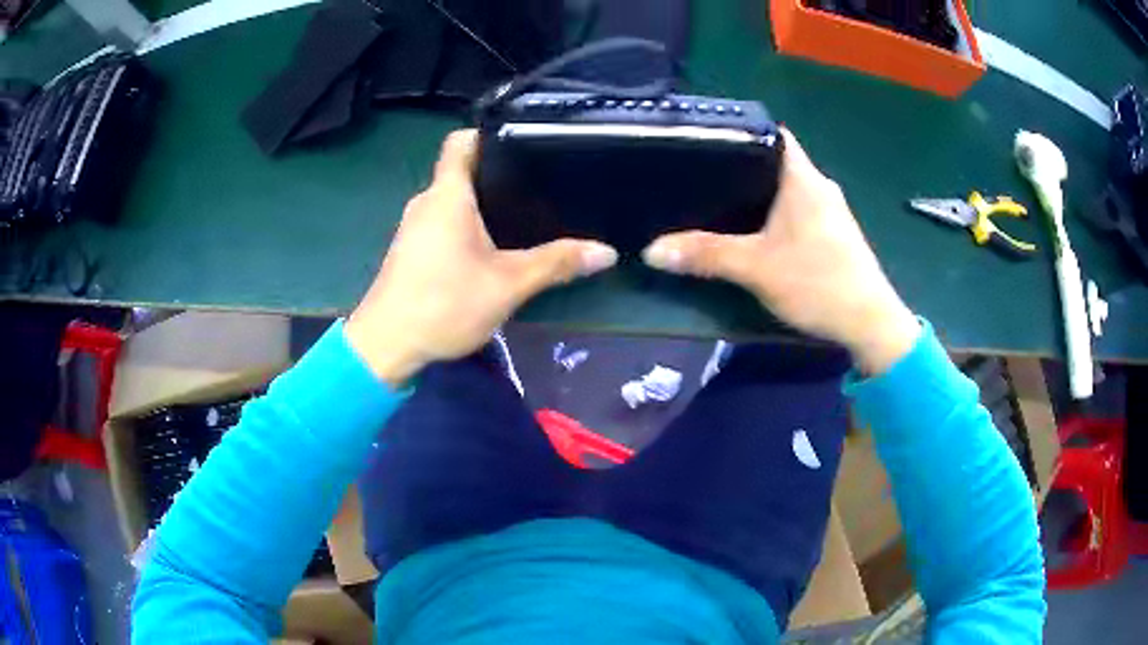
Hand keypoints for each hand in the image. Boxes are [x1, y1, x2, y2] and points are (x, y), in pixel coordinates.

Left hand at [346, 130, 616, 385]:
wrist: (386, 347)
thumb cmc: (443, 305)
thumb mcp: (508, 285)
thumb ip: (556, 264)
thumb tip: (606, 252)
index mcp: (447, 195)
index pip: (461, 141)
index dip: (490, 134)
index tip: (524, 143)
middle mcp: (427, 202)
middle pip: (463, 171)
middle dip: (499, 173)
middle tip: (541, 183)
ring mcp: (415, 226)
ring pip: (454, 200)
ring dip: (483, 203)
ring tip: (526, 212)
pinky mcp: (411, 249)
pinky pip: (444, 222)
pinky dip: (468, 225)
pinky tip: (494, 246)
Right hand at [642, 129, 918, 373]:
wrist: (869, 325)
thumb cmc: (817, 283)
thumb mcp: (755, 268)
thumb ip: (705, 256)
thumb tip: (652, 250)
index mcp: (803, 178)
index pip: (773, 134)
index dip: (742, 131)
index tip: (708, 141)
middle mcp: (820, 186)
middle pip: (776, 162)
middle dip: (743, 167)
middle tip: (703, 176)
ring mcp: (831, 211)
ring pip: (788, 190)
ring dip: (760, 195)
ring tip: (719, 201)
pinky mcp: (836, 235)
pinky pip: (799, 212)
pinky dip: (776, 216)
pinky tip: (755, 233)